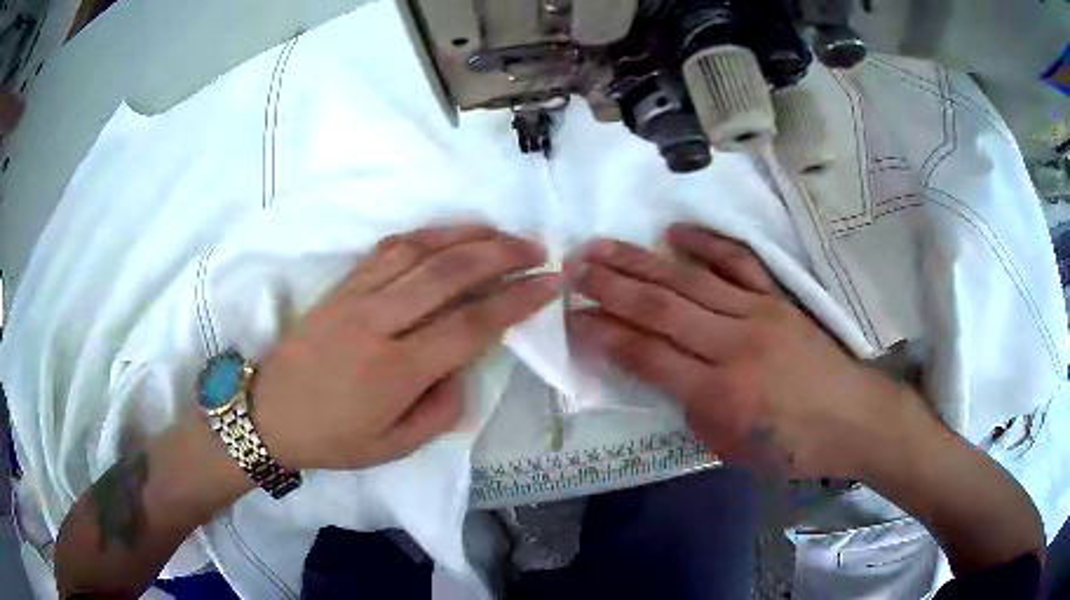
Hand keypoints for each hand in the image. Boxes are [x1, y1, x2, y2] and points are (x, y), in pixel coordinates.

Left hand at [252, 225, 560, 470]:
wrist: (268, 414)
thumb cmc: (333, 439)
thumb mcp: (396, 447)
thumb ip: (442, 409)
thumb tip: (464, 364)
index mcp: (397, 371)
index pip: (472, 324)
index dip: (517, 299)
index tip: (551, 282)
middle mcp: (379, 324)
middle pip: (450, 274)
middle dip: (501, 254)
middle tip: (537, 249)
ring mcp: (357, 298)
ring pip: (420, 251)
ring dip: (467, 235)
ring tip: (502, 232)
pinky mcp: (341, 286)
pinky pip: (388, 249)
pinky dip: (425, 234)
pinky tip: (448, 233)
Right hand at [570, 225, 915, 478]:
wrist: (853, 418)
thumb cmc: (792, 446)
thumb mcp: (732, 448)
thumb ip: (692, 408)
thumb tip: (664, 373)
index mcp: (720, 393)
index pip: (648, 356)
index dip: (606, 335)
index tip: (573, 318)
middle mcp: (734, 345)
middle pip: (661, 308)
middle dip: (610, 286)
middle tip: (573, 268)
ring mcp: (758, 313)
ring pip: (689, 280)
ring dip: (641, 261)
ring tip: (602, 246)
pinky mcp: (778, 298)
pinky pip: (738, 263)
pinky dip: (705, 244)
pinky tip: (674, 232)